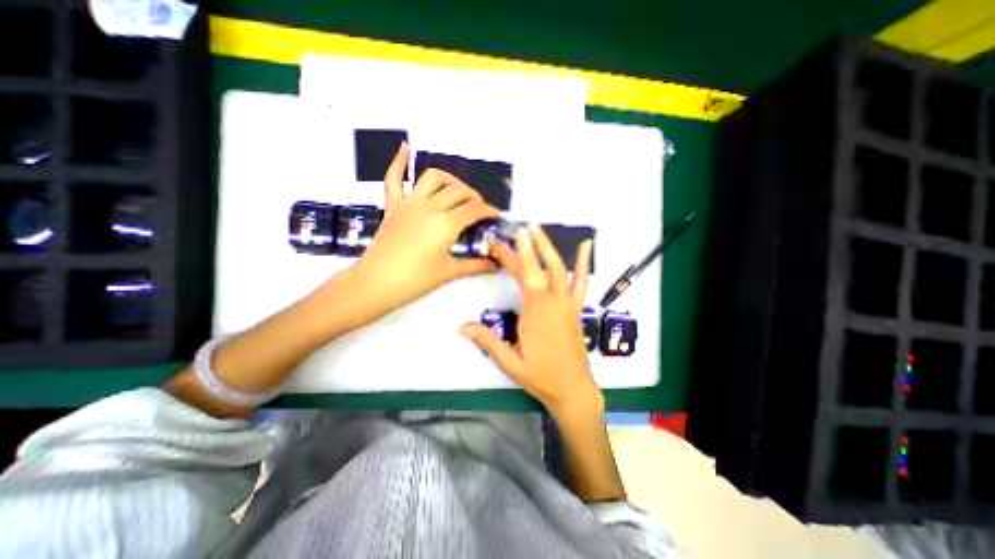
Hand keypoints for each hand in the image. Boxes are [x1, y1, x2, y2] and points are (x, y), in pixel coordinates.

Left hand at [352, 143, 505, 319]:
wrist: (376, 283)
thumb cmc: (416, 280)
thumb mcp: (449, 272)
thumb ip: (476, 265)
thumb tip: (497, 265)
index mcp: (446, 224)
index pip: (474, 211)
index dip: (489, 212)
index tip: (497, 216)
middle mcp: (430, 207)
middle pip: (459, 192)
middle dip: (474, 198)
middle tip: (480, 211)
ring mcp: (409, 203)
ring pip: (433, 178)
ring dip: (450, 180)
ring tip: (457, 191)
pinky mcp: (393, 206)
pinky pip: (393, 178)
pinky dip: (399, 162)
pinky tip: (406, 147)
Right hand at [459, 226, 596, 418]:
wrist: (572, 388)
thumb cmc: (540, 376)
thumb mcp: (510, 362)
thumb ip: (487, 341)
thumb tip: (462, 326)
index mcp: (536, 311)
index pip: (524, 275)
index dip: (514, 254)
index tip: (504, 239)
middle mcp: (554, 302)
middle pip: (539, 267)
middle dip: (527, 246)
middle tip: (517, 229)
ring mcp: (568, 303)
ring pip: (560, 268)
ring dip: (548, 247)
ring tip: (539, 229)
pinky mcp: (576, 308)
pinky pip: (581, 282)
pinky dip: (583, 262)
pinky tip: (586, 245)